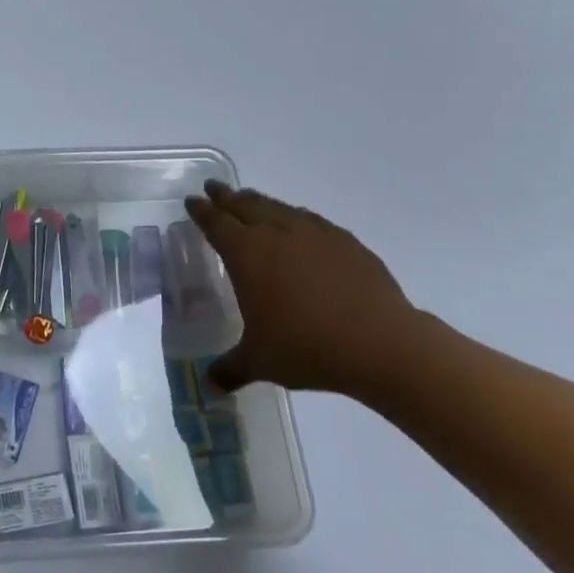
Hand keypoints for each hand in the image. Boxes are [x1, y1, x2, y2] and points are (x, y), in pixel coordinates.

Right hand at [184, 182, 428, 396]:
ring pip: (279, 208)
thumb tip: (209, 384)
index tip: (192, 201)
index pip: (216, 224)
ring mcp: (315, 234)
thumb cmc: (307, 348)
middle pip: (245, 206)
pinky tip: (300, 225)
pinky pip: (311, 221)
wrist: (381, 344)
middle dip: (226, 196)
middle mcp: (277, 234)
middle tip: (214, 188)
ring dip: (260, 202)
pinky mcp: (346, 242)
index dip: (202, 212)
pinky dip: (295, 217)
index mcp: (247, 254)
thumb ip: (230, 368)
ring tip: (251, 200)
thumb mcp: (260, 362)